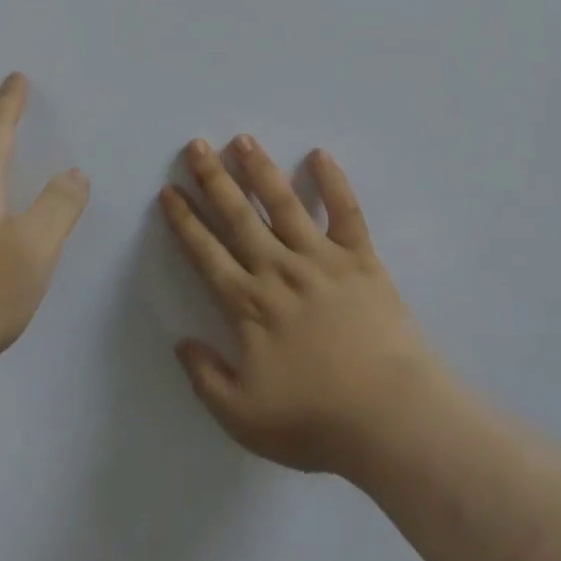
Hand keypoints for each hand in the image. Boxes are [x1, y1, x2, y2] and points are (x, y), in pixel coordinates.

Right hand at [160, 137, 437, 478]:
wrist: (391, 417)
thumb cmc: (316, 420)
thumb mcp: (244, 418)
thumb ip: (206, 378)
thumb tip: (180, 342)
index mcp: (249, 305)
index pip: (206, 253)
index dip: (184, 221)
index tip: (169, 191)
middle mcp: (279, 270)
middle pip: (239, 216)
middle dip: (213, 179)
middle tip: (196, 145)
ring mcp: (320, 258)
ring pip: (283, 203)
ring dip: (260, 169)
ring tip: (243, 140)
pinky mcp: (360, 257)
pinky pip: (345, 211)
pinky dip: (333, 181)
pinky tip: (319, 154)